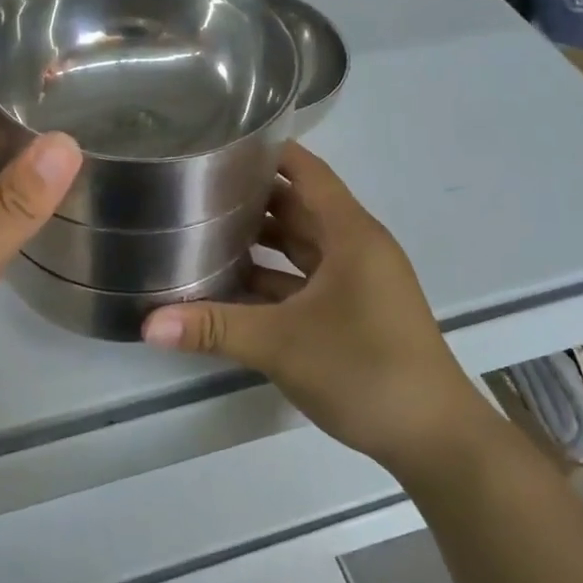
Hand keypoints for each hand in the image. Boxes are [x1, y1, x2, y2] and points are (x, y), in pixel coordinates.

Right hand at [142, 144, 480, 469]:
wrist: (434, 437)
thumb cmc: (365, 370)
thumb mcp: (282, 344)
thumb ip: (214, 328)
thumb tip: (147, 325)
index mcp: (351, 234)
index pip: (308, 172)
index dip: (269, 153)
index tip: (221, 145)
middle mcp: (356, 248)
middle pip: (300, 207)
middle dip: (253, 197)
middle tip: (197, 189)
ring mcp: (358, 282)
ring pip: (302, 245)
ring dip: (262, 239)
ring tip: (205, 229)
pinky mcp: (354, 312)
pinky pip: (306, 280)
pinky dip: (273, 278)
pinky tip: (232, 285)